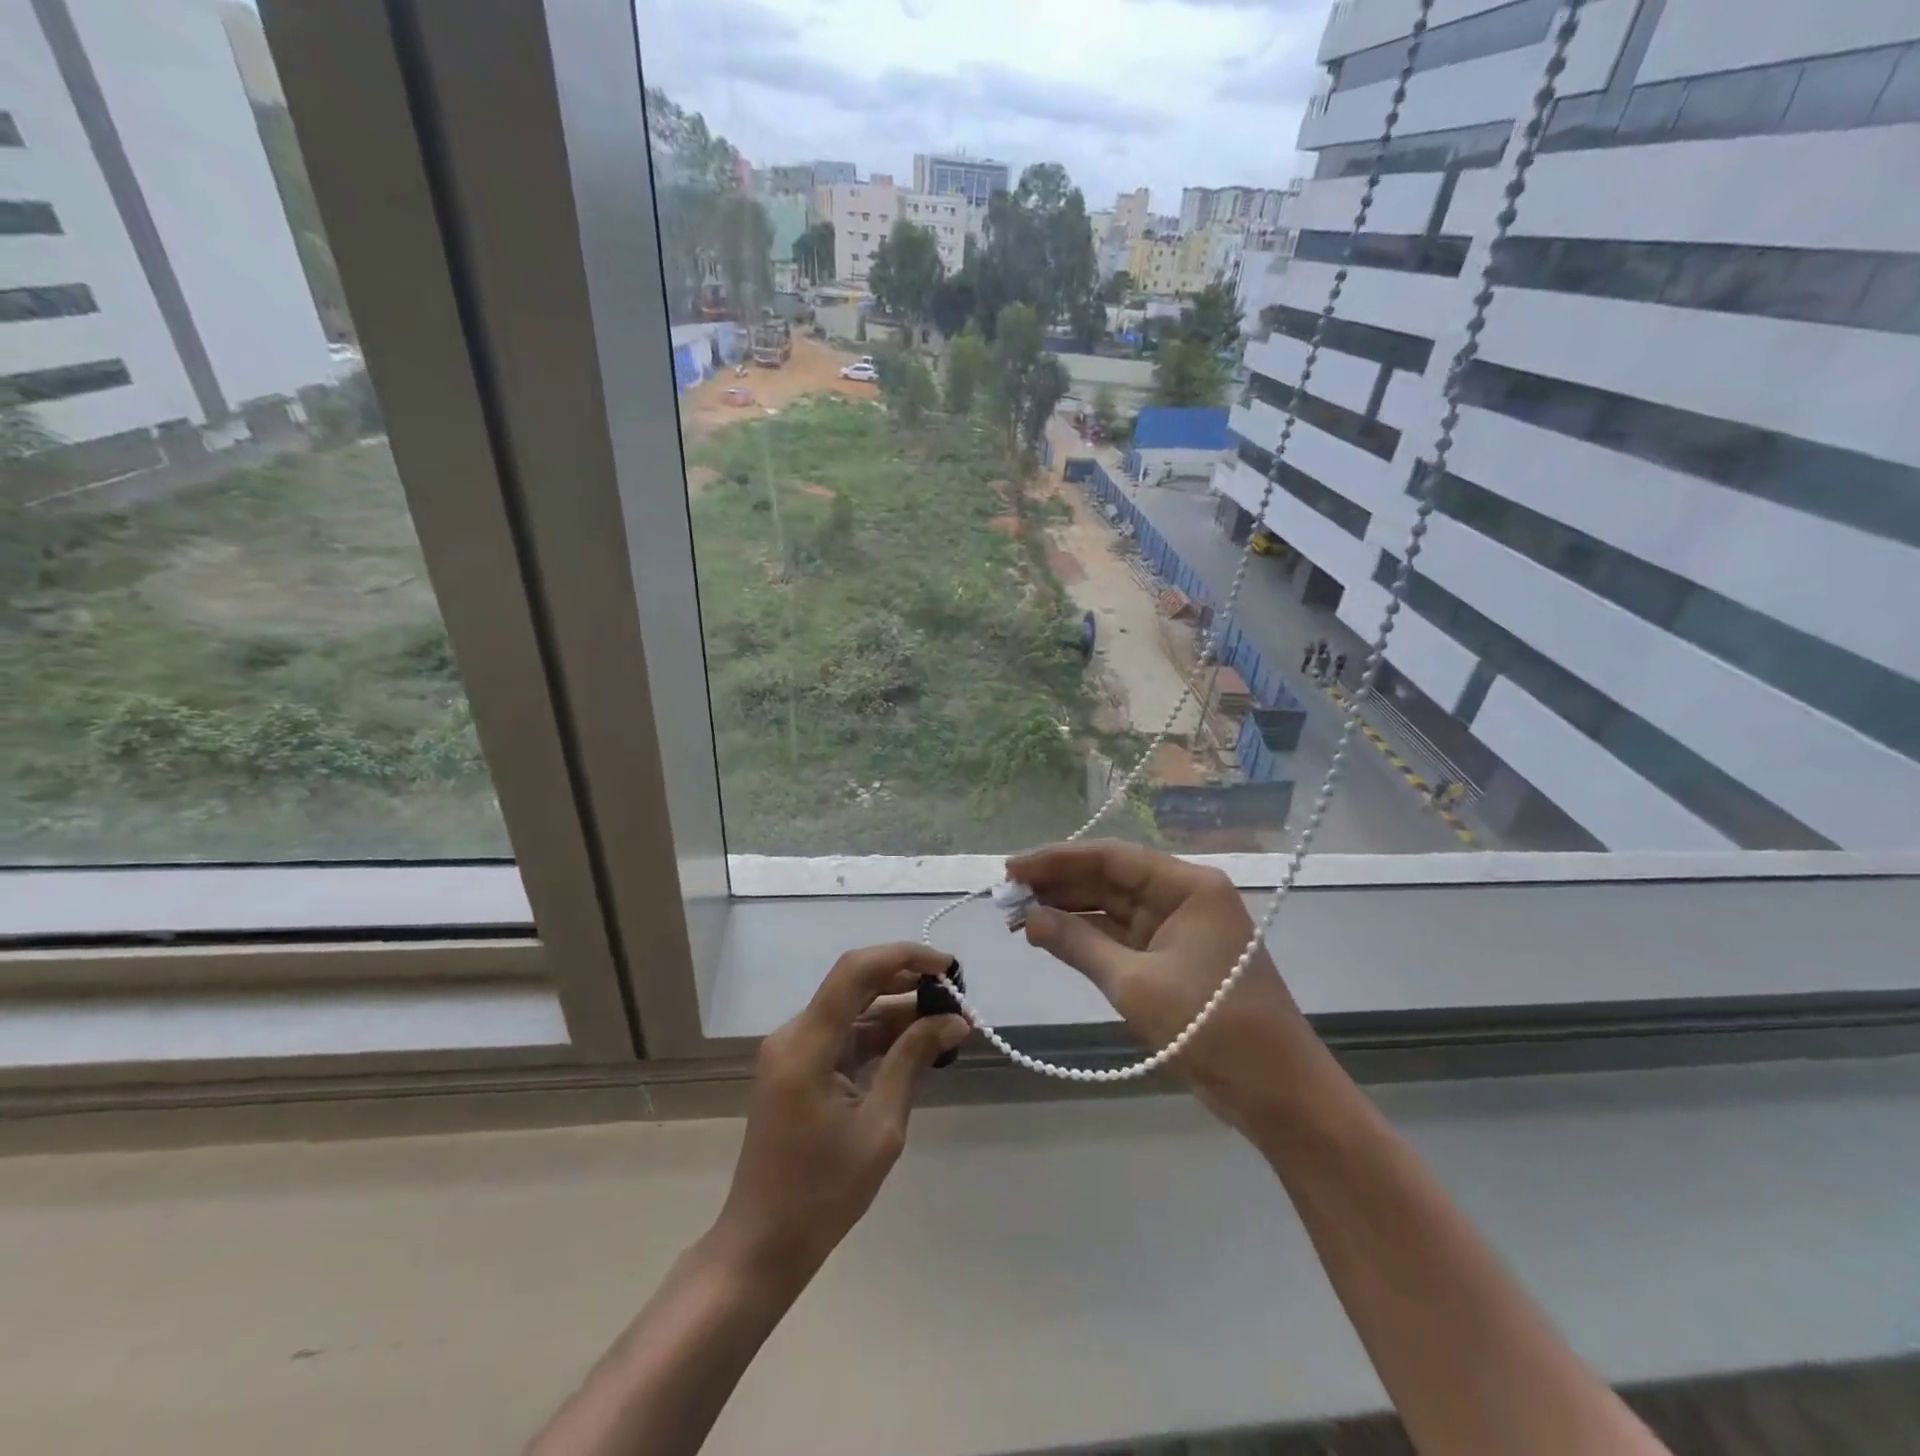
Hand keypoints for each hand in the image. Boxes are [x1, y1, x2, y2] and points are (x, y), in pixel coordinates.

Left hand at [714, 943, 970, 1291]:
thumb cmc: (821, 1194)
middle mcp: (795, 1034)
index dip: (904, 957)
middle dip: (908, 981)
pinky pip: (845, 1035)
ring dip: (899, 1009)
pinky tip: (919, 1042)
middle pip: (855, 983)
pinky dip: (881, 1034)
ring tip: (949, 1020)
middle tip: (956, 995)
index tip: (949, 967)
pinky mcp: (800, 1067)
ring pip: (853, 1008)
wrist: (763, 1245)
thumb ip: (912, 1061)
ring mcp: (795, 1050)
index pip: (856, 971)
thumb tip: (954, 1020)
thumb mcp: (880, 1127)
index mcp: (806, 1044)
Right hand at [1007, 841, 1321, 1130]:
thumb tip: (1028, 918)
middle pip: (1110, 879)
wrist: (1276, 1092)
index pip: (1112, 858)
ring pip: (1113, 908)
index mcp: (1187, 886)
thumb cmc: (1210, 1027)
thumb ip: (1078, 945)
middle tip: (1006, 894)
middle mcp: (1184, 897)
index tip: (1012, 868)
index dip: (1057, 860)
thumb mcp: (1135, 985)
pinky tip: (1050, 936)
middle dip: (1058, 885)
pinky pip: (1122, 937)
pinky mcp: (1173, 960)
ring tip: (1018, 914)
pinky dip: (1088, 937)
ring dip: (1068, 911)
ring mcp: (1179, 929)